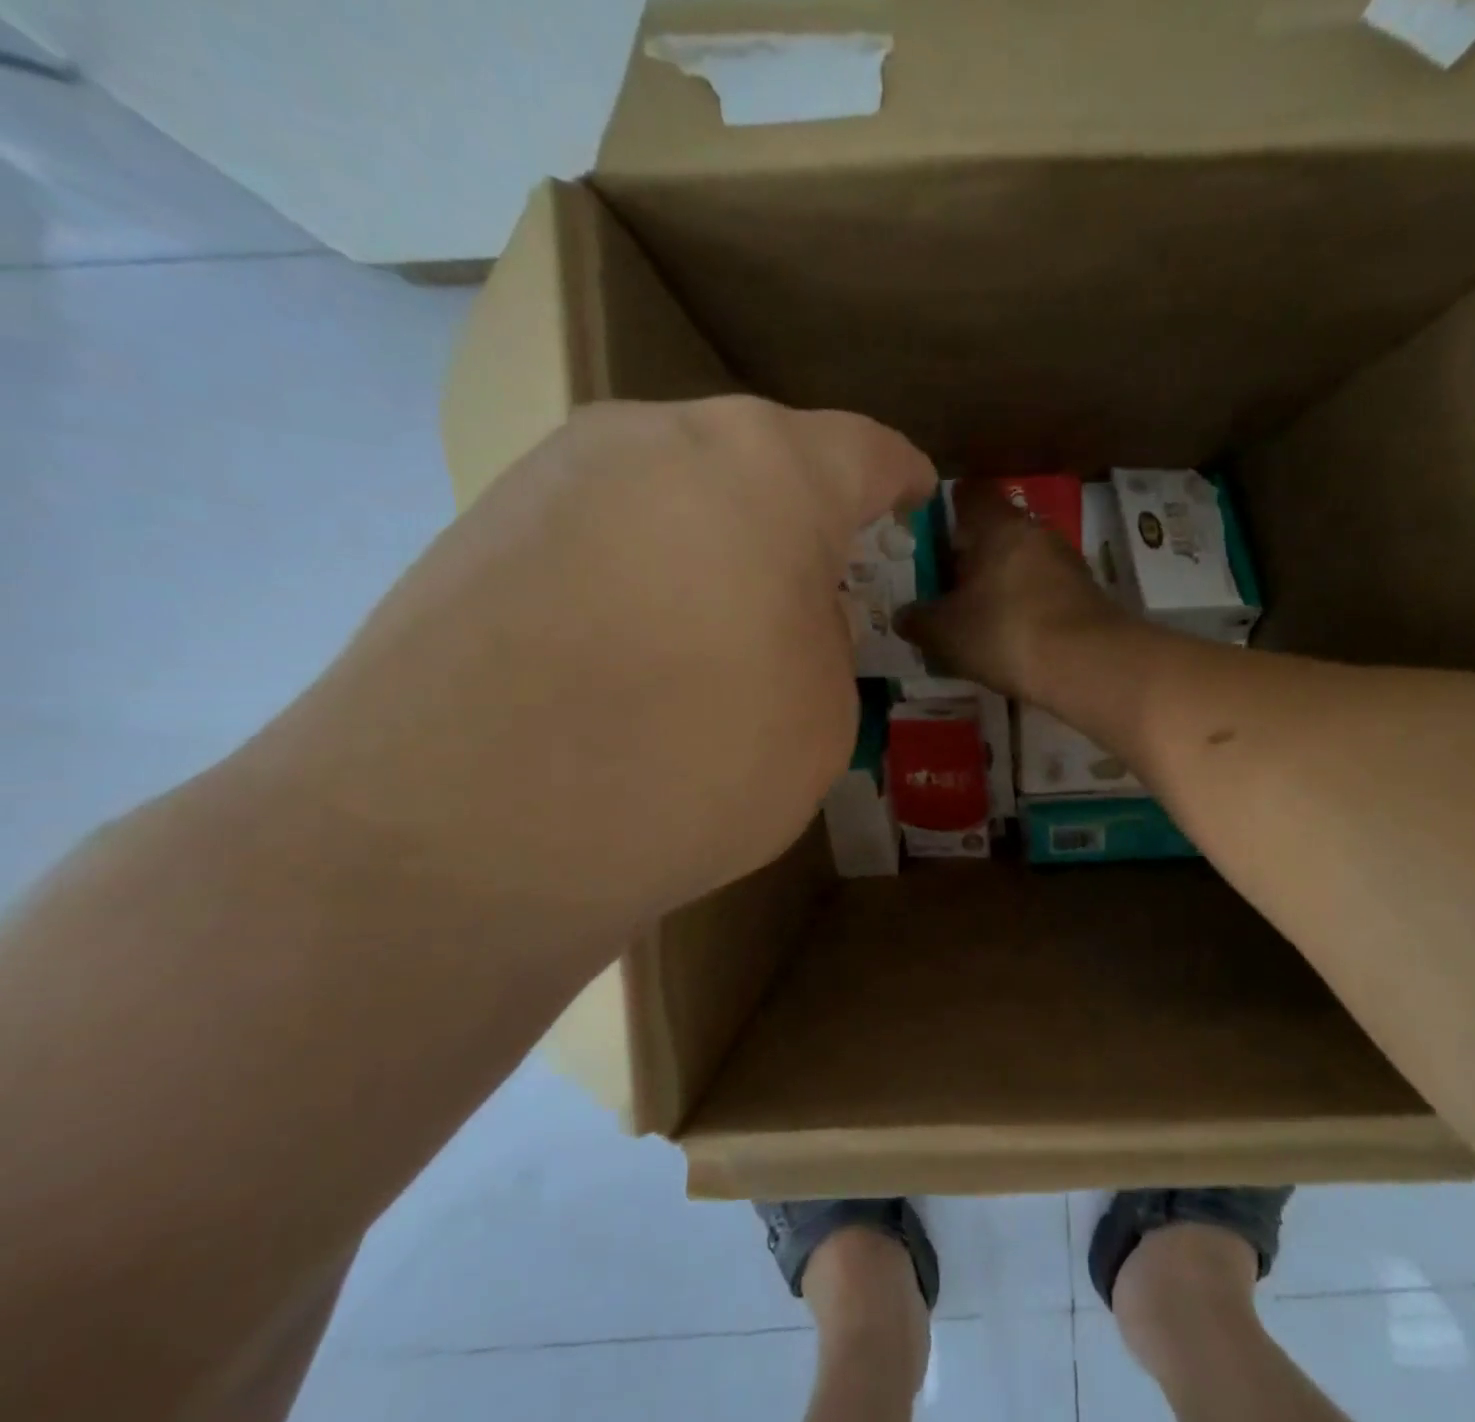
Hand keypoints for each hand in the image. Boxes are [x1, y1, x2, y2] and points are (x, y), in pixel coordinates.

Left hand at [246, 397, 933, 919]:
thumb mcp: (824, 716)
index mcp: (766, 468)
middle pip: (758, 462)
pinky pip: (601, 532)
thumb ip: (824, 640)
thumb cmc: (693, 761)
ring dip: (713, 544)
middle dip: (799, 517)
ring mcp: (552, 474)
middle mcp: (655, 438)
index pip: (864, 452)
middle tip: (816, 589)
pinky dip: (639, 573)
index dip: (901, 483)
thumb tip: (781, 614)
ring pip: (673, 492)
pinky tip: (631, 653)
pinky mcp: (477, 529)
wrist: (459, 832)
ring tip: (718, 632)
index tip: (915, 506)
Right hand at [898, 479, 1127, 706]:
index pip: (969, 494)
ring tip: (979, 617)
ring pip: (1022, 562)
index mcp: (997, 525)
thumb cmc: (1004, 633)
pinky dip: (1026, 605)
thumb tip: (903, 616)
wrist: (1088, 664)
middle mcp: (1035, 532)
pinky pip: (1044, 590)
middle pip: (997, 531)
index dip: (947, 509)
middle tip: (947, 586)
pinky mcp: (1086, 593)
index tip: (932, 535)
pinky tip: (1013, 637)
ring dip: (1001, 582)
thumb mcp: (945, 633)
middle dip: (972, 555)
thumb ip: (918, 621)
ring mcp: (1066, 561)